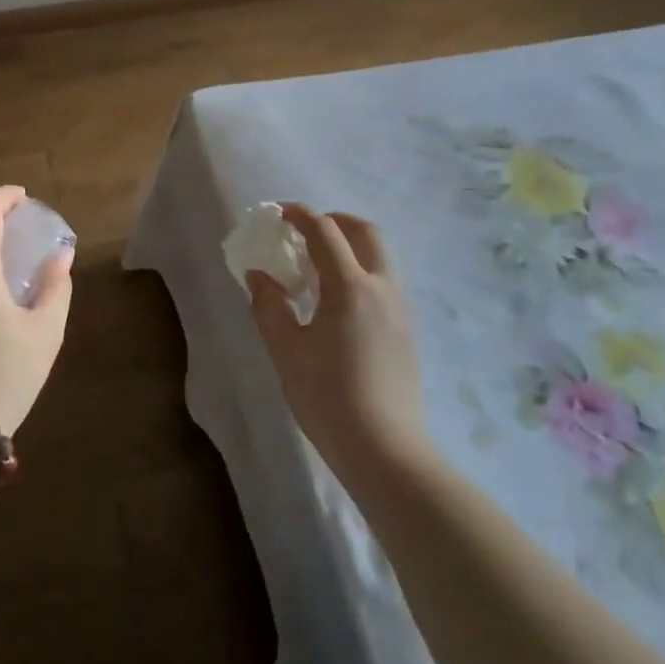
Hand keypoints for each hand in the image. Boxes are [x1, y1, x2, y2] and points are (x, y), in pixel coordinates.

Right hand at [247, 205, 424, 470]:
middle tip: (305, 231)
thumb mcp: (286, 351)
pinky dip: (361, 269)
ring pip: (379, 256)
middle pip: (364, 232)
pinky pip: (384, 280)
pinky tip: (338, 299)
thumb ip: (269, 306)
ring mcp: (400, 309)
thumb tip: (258, 275)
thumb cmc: (328, 397)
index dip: (300, 215)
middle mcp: (382, 288)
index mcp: (351, 287)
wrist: (385, 450)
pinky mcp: (406, 330)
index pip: (325, 232)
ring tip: (319, 264)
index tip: (278, 213)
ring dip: (350, 244)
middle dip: (334, 221)